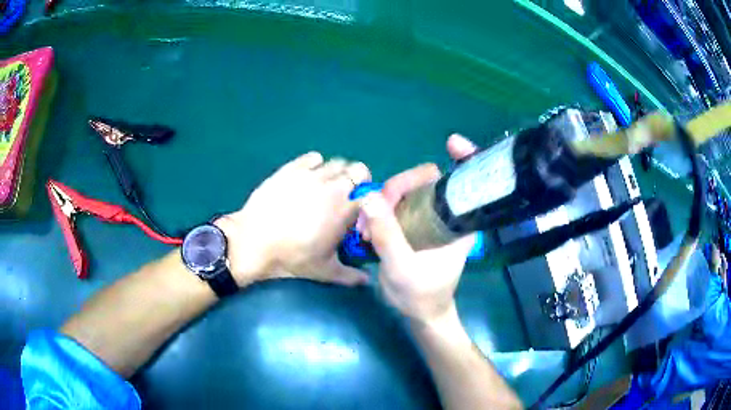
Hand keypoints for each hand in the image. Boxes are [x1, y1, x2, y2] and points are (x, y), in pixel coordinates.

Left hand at [215, 152, 370, 286]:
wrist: (253, 242)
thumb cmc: (292, 258)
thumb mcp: (324, 271)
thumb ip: (350, 276)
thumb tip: (367, 281)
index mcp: (345, 209)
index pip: (370, 192)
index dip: (368, 198)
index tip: (360, 207)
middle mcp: (333, 187)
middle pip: (357, 169)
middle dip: (356, 180)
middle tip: (345, 194)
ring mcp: (311, 175)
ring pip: (336, 162)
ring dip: (336, 172)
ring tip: (325, 186)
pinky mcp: (292, 169)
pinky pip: (312, 157)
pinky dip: (315, 164)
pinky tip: (307, 177)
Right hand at [359, 134, 478, 323]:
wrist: (419, 313)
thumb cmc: (421, 294)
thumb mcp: (402, 267)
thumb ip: (388, 234)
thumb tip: (368, 197)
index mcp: (460, 223)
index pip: (468, 180)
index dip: (466, 158)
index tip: (451, 143)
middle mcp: (447, 214)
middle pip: (426, 180)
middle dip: (397, 188)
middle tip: (374, 212)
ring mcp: (429, 217)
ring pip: (406, 191)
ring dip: (382, 202)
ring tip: (366, 230)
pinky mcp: (413, 223)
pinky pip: (396, 204)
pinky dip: (380, 209)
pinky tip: (367, 229)